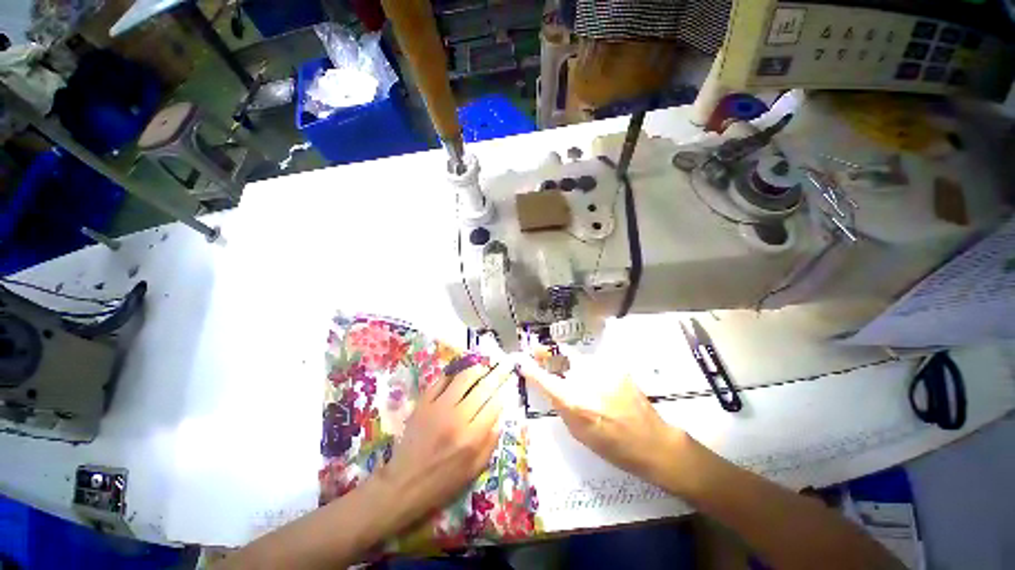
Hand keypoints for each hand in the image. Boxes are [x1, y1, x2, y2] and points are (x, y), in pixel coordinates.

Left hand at [368, 360, 513, 534]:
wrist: (404, 484)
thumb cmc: (442, 482)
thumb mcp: (474, 470)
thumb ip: (490, 442)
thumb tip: (500, 417)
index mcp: (471, 438)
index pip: (494, 404)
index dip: (503, 392)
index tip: (507, 385)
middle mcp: (457, 418)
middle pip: (482, 387)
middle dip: (495, 376)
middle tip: (500, 368)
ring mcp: (438, 408)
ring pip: (463, 378)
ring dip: (476, 370)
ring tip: (482, 368)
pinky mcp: (423, 403)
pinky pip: (441, 380)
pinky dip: (453, 375)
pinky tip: (459, 375)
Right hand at [517, 356, 689, 487]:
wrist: (652, 441)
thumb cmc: (612, 445)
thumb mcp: (578, 432)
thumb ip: (561, 404)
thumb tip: (549, 385)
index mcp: (575, 403)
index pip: (545, 380)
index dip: (531, 368)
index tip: (521, 360)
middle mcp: (587, 381)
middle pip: (562, 358)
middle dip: (550, 355)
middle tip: (541, 352)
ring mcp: (604, 370)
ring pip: (579, 359)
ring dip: (574, 365)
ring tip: (581, 378)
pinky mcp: (617, 366)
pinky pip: (595, 363)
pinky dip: (591, 369)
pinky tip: (600, 383)